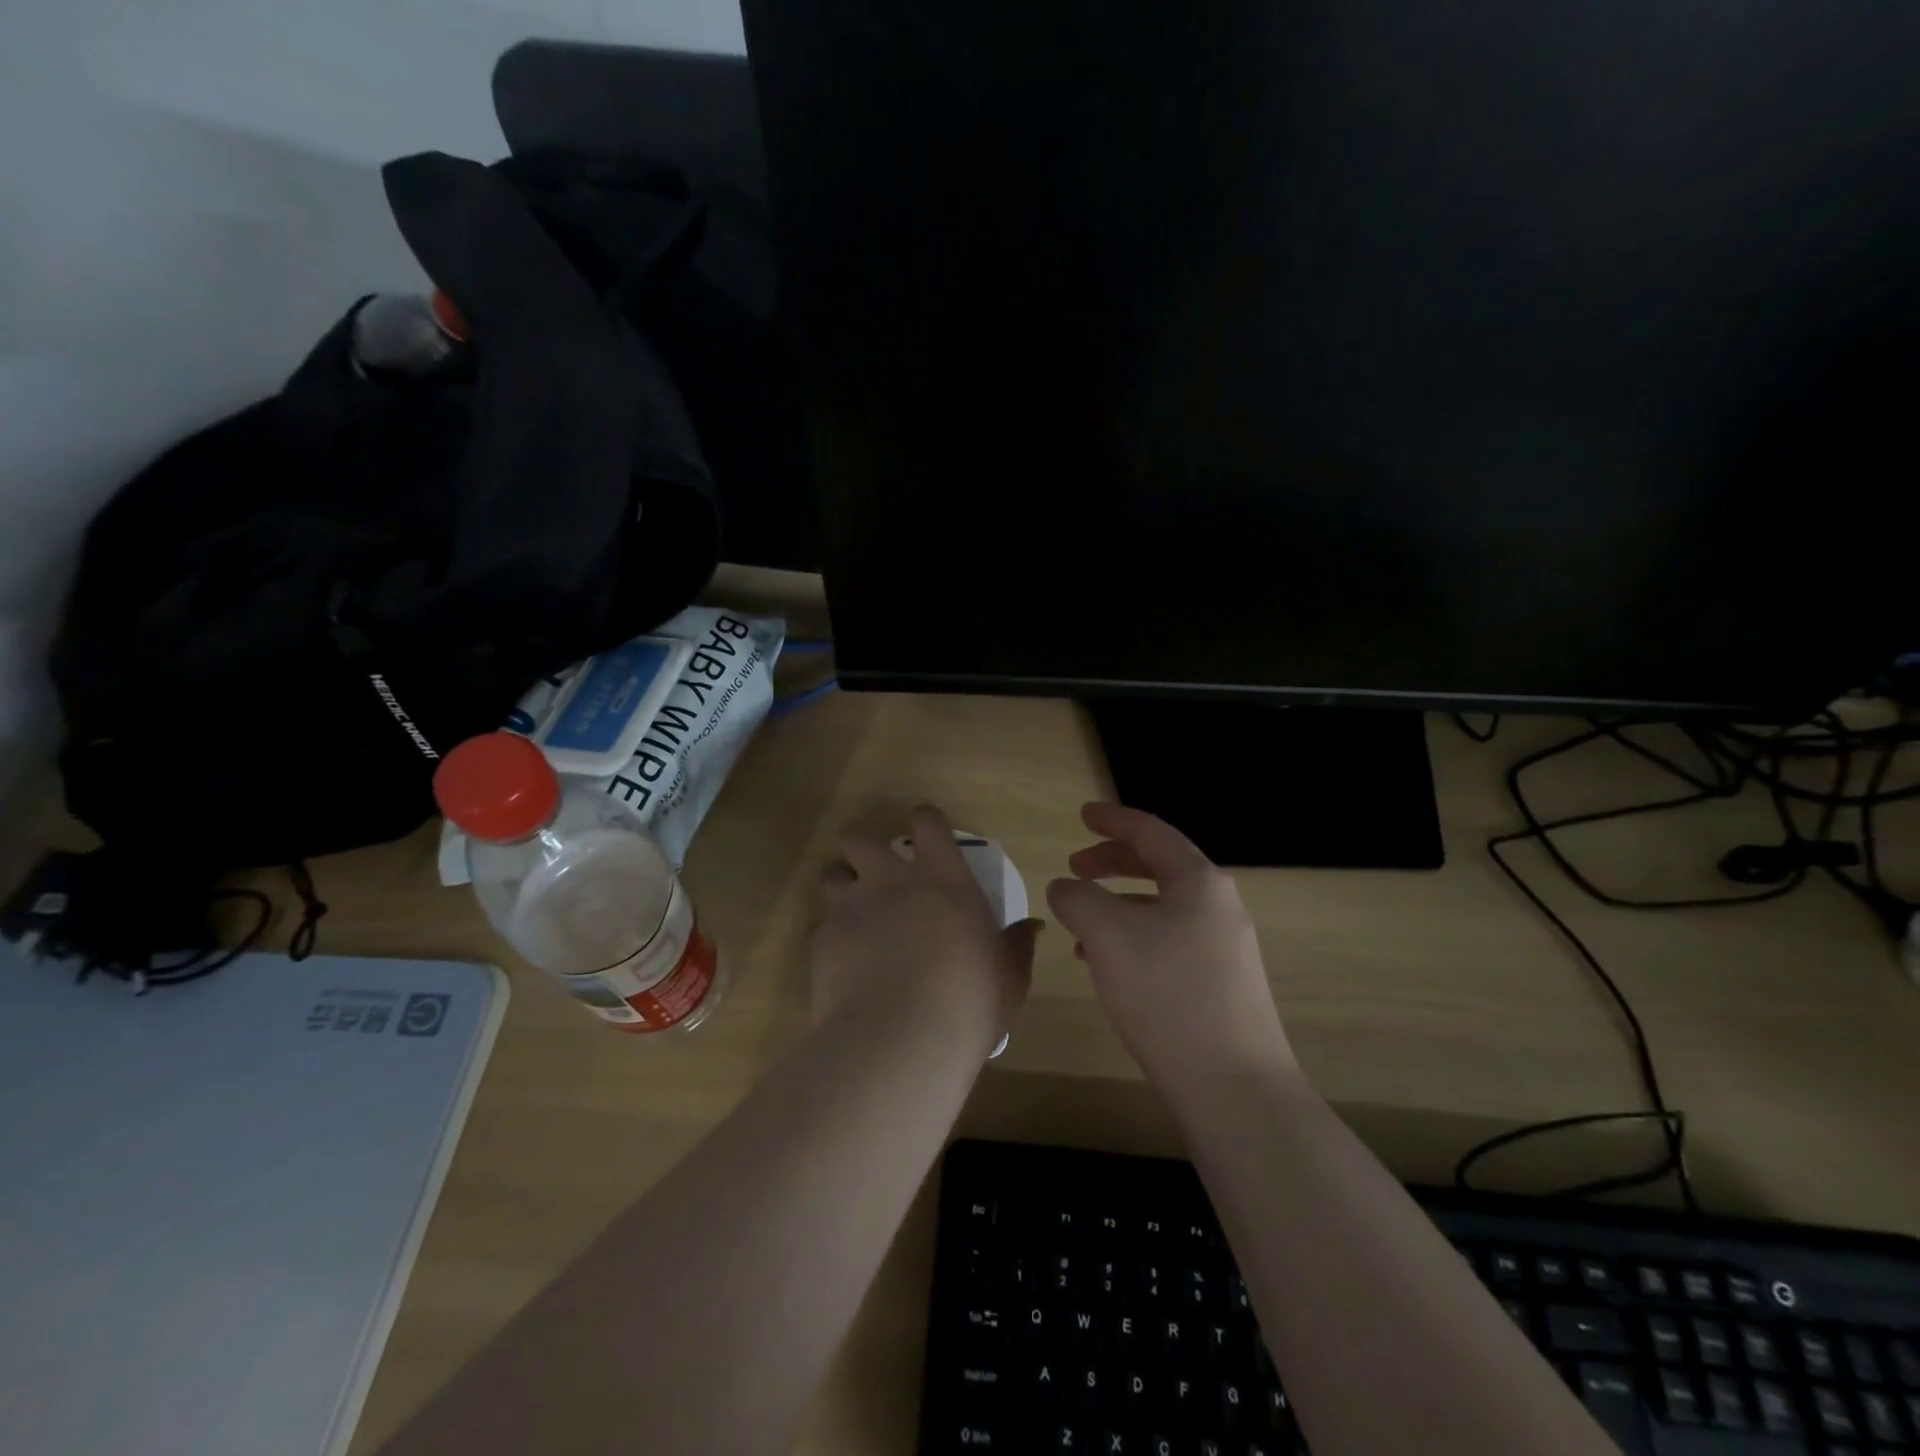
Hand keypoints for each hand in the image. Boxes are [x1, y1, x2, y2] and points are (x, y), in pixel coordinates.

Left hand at [812, 806, 1037, 1050]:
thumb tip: (1032, 927)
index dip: (925, 822)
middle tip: (876, 874)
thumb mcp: (1009, 975)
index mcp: (943, 878)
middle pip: (861, 838)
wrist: (903, 1037)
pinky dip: (831, 936)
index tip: (926, 835)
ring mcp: (852, 906)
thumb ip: (1017, 945)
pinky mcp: (823, 938)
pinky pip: (821, 925)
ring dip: (840, 884)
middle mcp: (892, 880)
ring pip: (831, 872)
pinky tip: (843, 962)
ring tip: (852, 910)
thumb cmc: (970, 1000)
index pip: (928, 822)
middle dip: (864, 849)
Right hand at [1046, 803, 1295, 1099]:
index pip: (1151, 832)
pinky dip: (1133, 937)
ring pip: (1161, 907)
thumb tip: (1066, 887)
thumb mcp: (1107, 936)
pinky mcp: (1221, 984)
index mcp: (1198, 881)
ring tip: (1081, 924)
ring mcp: (1224, 947)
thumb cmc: (1167, 994)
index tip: (1082, 814)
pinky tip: (1107, 966)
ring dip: (1119, 904)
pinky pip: (1168, 940)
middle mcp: (1218, 906)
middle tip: (1075, 867)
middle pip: (1159, 866)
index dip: (1113, 819)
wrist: (1234, 1087)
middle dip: (1113, 862)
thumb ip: (1078, 898)